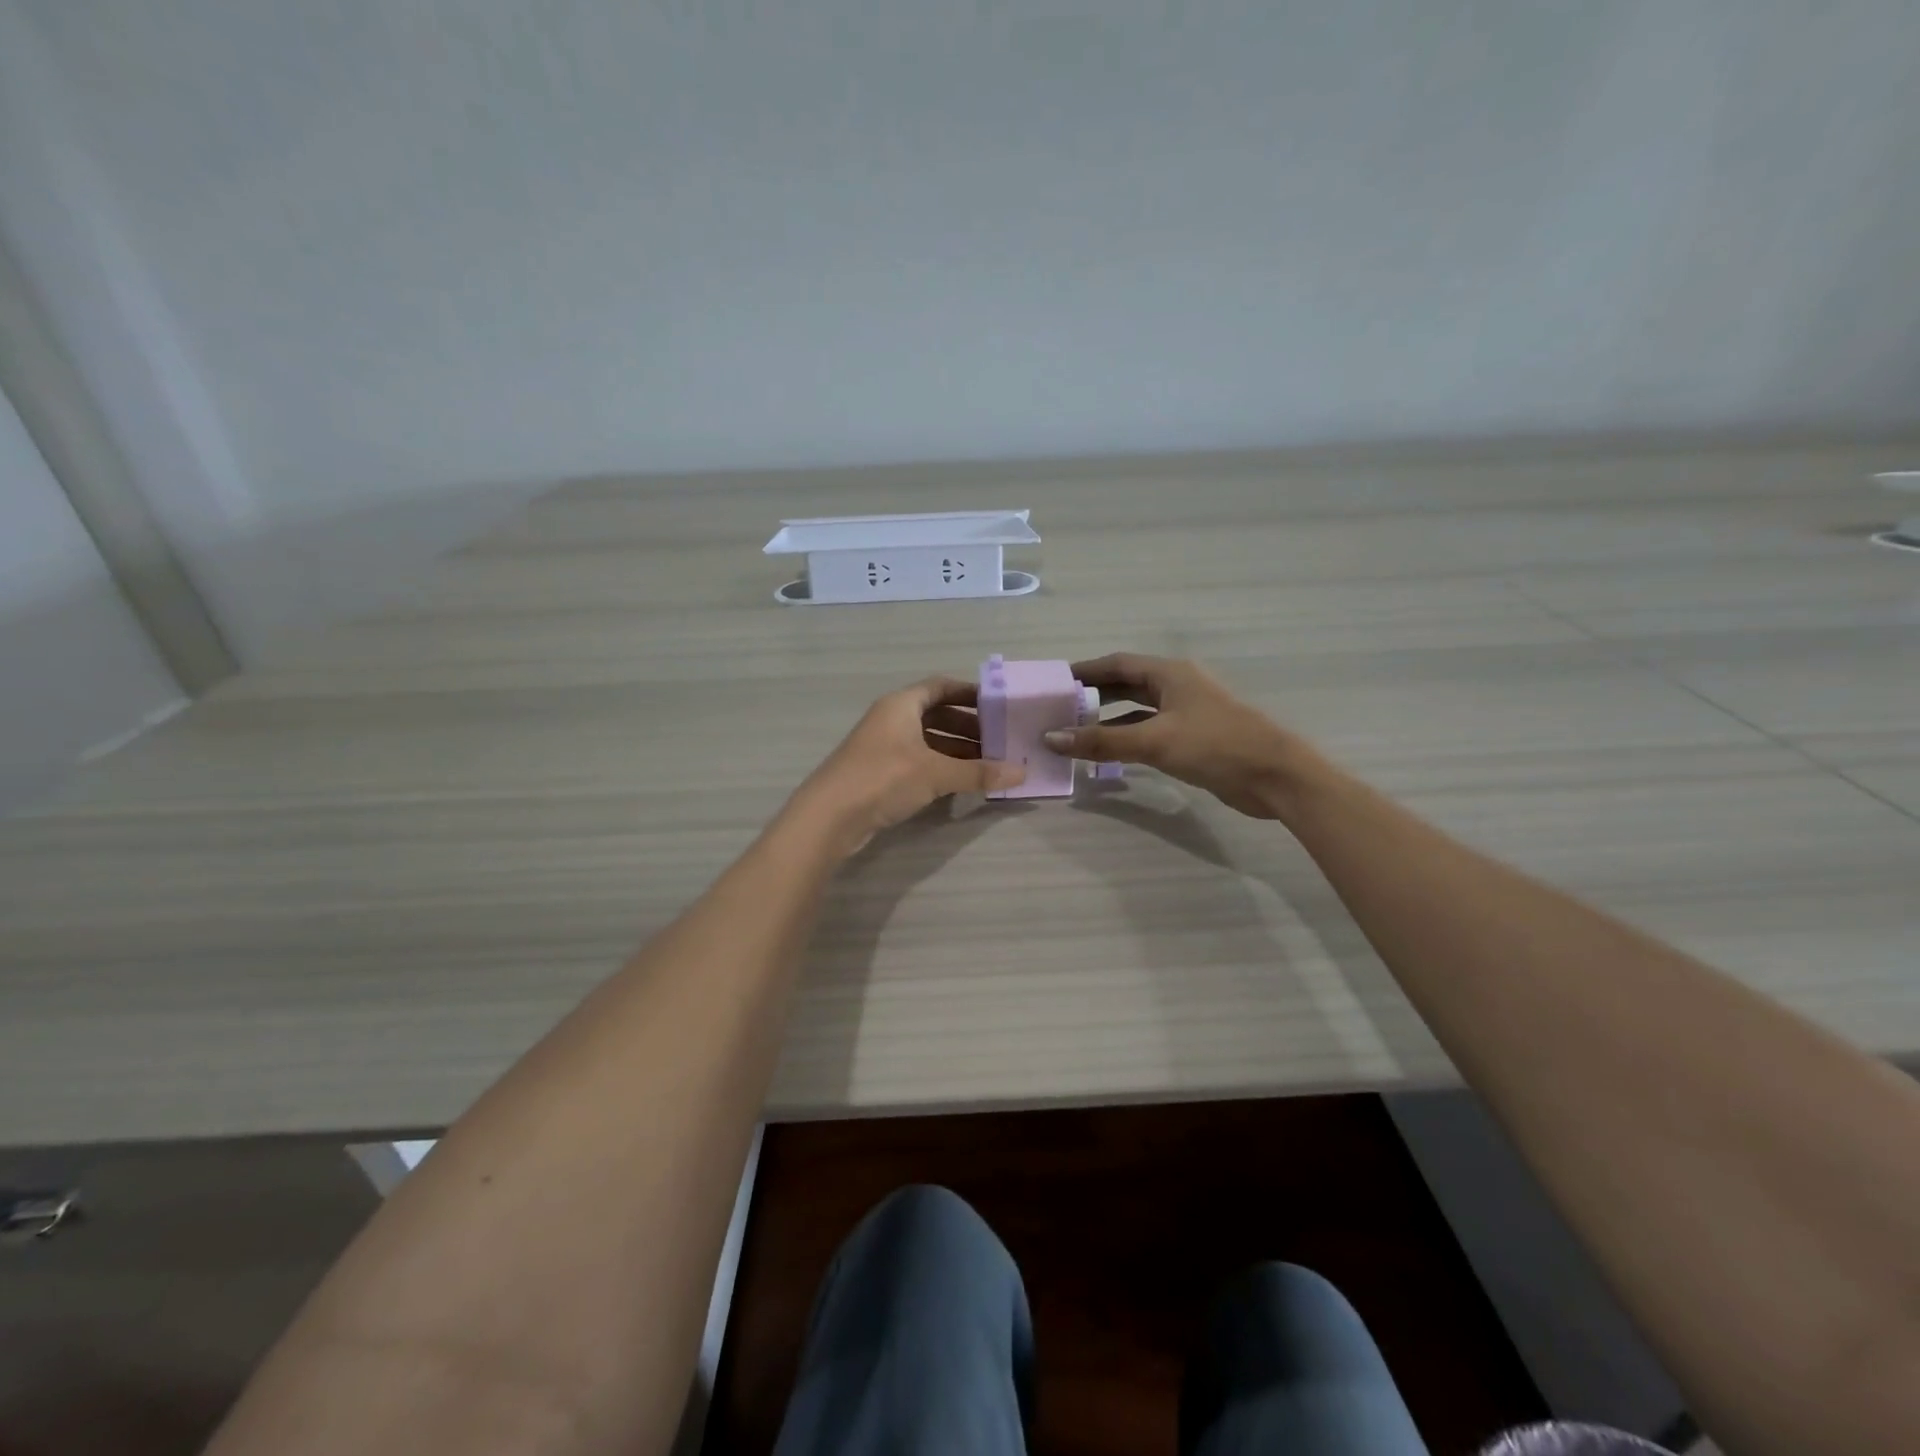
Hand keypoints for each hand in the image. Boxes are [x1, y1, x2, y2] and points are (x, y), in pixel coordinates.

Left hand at [787, 677, 1026, 855]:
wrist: (829, 817)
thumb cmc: (883, 779)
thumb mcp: (936, 773)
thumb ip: (979, 772)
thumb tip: (1022, 773)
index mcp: (901, 704)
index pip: (941, 686)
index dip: (970, 693)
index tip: (998, 705)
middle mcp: (891, 719)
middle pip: (937, 715)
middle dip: (969, 727)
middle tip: (1000, 742)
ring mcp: (884, 747)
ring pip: (928, 741)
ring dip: (957, 751)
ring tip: (989, 765)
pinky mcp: (880, 774)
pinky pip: (919, 762)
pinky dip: (941, 768)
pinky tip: (962, 783)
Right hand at [1042, 653, 1311, 818]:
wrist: (1274, 776)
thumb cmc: (1215, 745)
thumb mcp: (1154, 741)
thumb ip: (1102, 741)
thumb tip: (1052, 738)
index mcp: (1169, 674)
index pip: (1117, 664)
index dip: (1085, 671)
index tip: (1054, 682)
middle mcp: (1176, 687)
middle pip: (1126, 684)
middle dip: (1093, 695)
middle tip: (1058, 708)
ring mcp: (1185, 713)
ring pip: (1136, 710)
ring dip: (1107, 719)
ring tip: (1073, 731)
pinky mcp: (1192, 739)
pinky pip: (1148, 732)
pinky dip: (1125, 739)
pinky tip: (1106, 752)